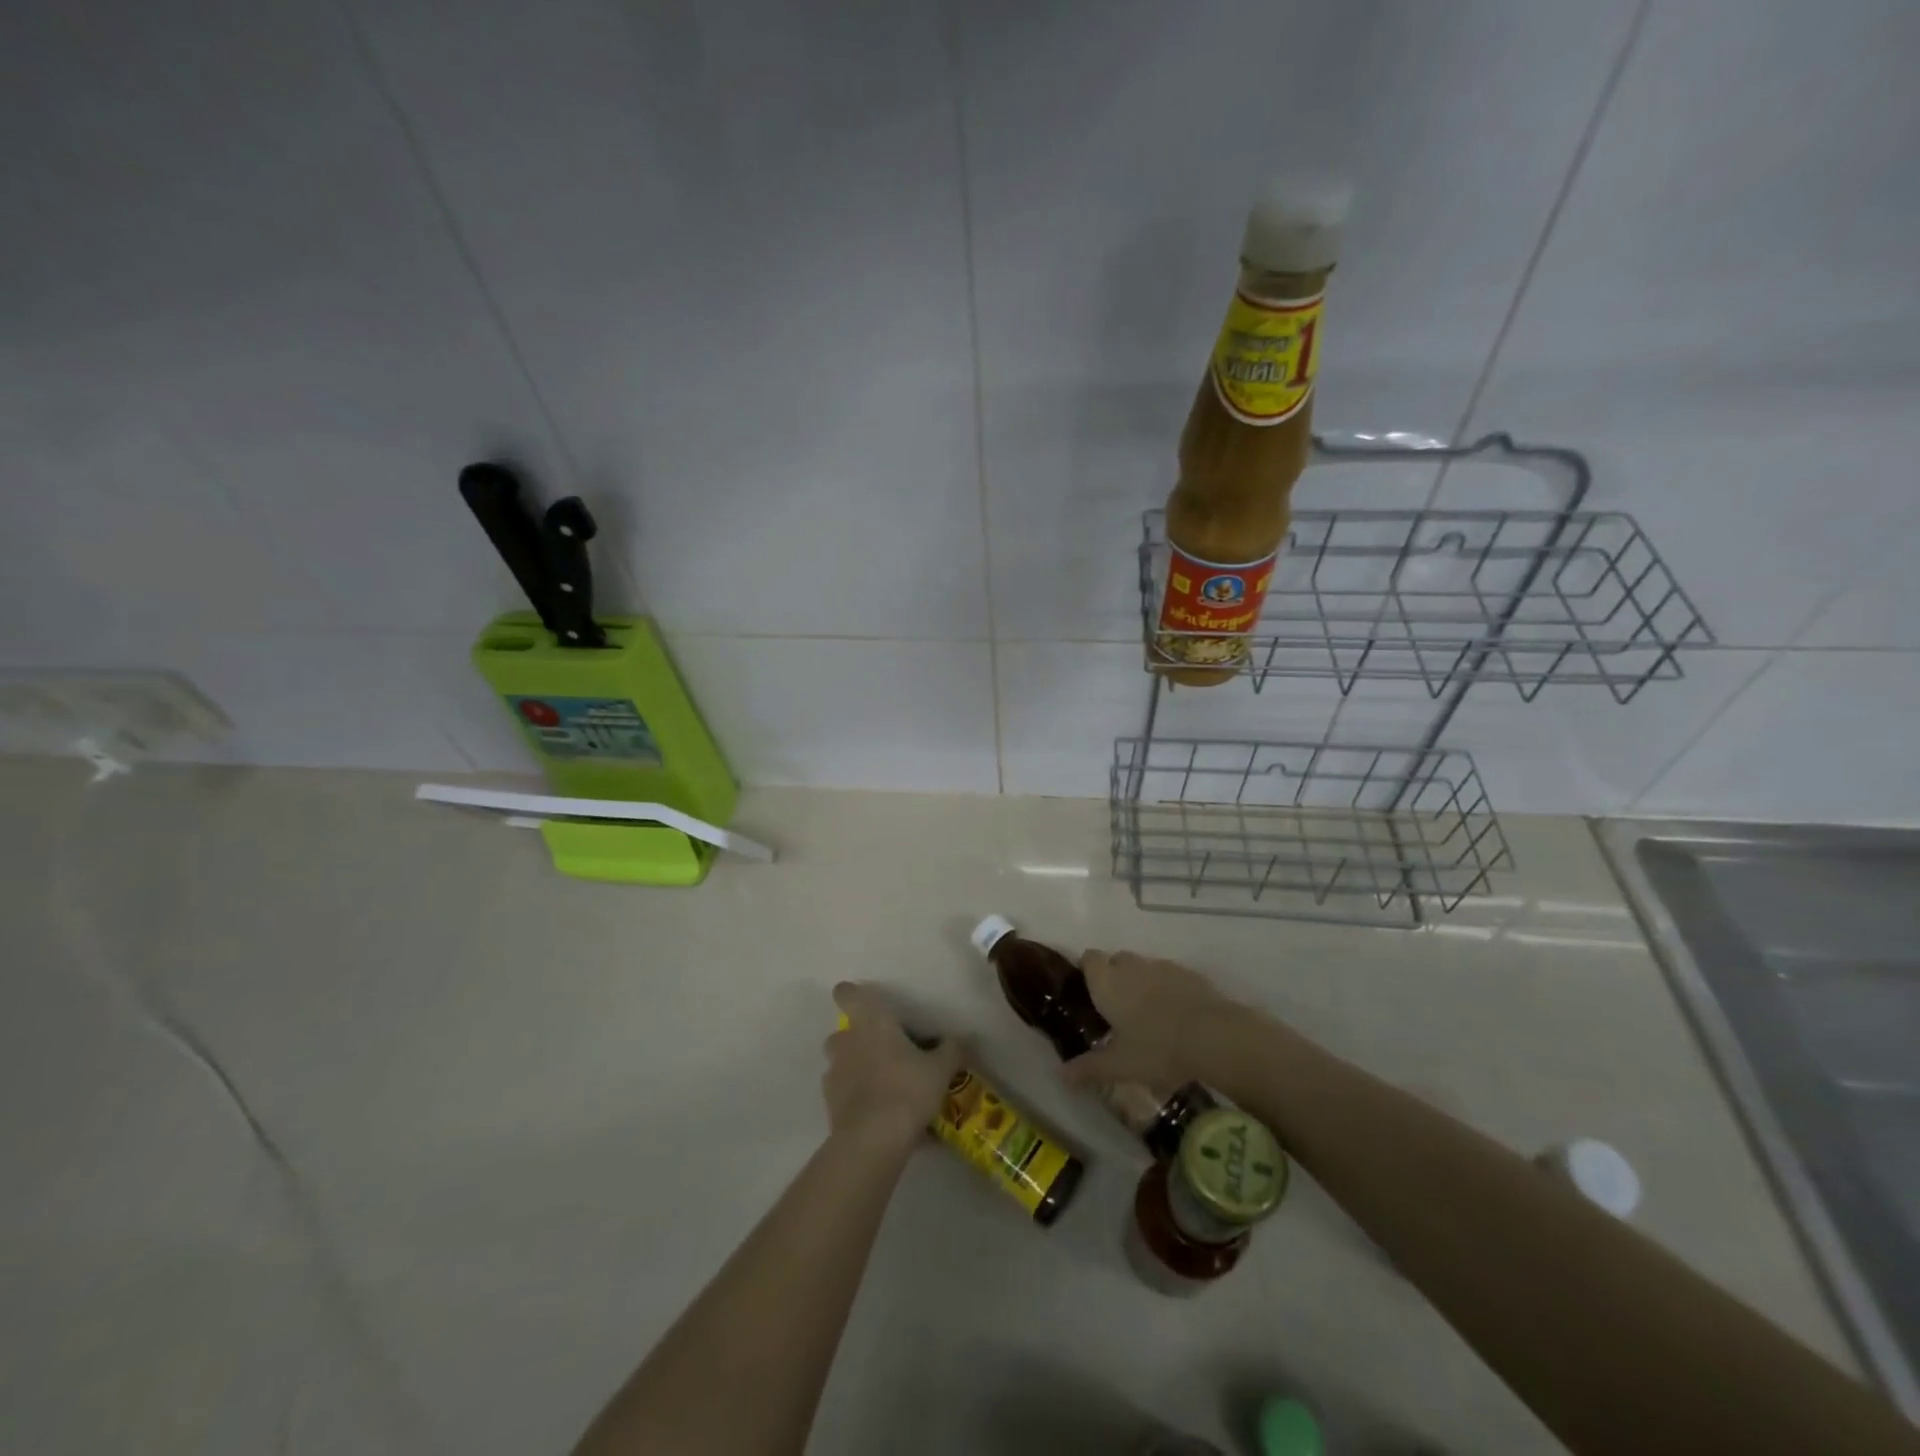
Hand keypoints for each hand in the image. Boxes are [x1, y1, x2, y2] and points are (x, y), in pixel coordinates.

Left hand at [823, 982, 962, 1153]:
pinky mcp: (829, 1105)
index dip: (852, 994)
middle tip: (885, 1052)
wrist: (873, 1141)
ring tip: (883, 1086)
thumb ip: (952, 1049)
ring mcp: (834, 1074)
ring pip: (841, 1063)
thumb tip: (963, 1037)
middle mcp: (846, 1042)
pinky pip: (843, 1093)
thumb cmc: (907, 1090)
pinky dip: (855, 1098)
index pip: (848, 994)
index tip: (866, 1004)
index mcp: (870, 1022)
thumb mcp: (940, 1069)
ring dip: (855, 1069)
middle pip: (843, 1032)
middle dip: (858, 1039)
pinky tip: (878, 1114)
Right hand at [1062, 950, 1245, 1091]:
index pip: (1089, 958)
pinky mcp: (1190, 974)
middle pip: (1116, 960)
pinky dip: (1169, 989)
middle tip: (1118, 1008)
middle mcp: (1131, 966)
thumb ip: (1089, 1068)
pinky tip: (1177, 1015)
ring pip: (1145, 968)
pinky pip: (1171, 976)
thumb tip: (1061, 1075)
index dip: (1088, 970)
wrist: (1213, 1036)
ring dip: (1143, 982)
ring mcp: (1162, 967)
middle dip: (1115, 977)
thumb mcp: (1120, 1066)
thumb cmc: (1156, 1049)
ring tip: (1149, 1014)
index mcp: (1107, 982)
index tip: (1089, 991)